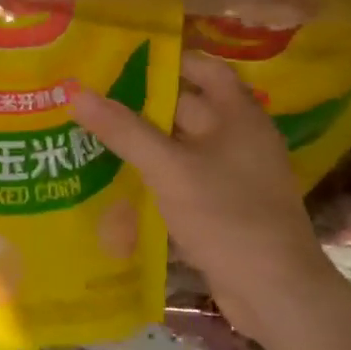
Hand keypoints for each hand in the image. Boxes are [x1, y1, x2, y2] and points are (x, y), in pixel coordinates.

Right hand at [68, 51, 339, 336]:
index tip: (121, 58)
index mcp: (239, 116)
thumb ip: (124, 131)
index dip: (166, 60)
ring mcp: (233, 176)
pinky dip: (155, 176)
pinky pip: (183, 179)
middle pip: (187, 108)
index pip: (203, 69)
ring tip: (93, 134)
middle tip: (92, 98)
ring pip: (181, 147)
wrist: (274, 291)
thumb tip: (76, 92)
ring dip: (144, 143)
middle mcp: (239, 139)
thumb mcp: (170, 169)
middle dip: (142, 104)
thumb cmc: (227, 216)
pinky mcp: (223, 207)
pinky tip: (118, 180)